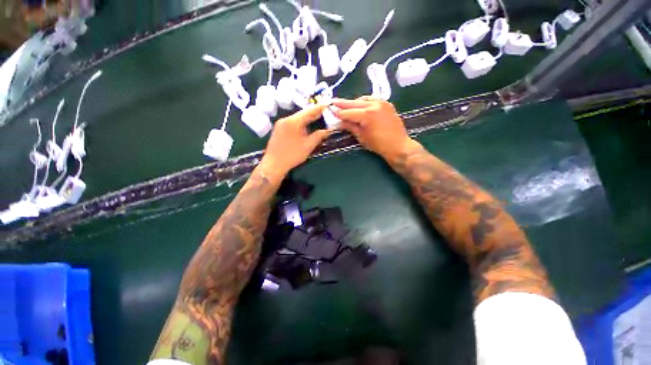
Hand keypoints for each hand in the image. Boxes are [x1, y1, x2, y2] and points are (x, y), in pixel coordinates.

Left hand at [259, 104, 330, 179]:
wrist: (274, 164)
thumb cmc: (292, 155)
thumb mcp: (308, 146)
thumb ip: (318, 136)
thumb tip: (328, 130)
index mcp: (293, 122)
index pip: (309, 111)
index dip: (319, 108)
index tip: (327, 104)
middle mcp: (286, 119)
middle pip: (302, 113)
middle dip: (313, 113)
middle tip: (324, 111)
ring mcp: (281, 123)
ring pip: (297, 118)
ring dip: (307, 118)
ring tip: (317, 118)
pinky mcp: (279, 128)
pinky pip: (292, 122)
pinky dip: (300, 122)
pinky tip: (305, 126)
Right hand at [333, 97, 416, 161]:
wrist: (398, 146)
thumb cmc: (378, 145)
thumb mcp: (362, 137)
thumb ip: (350, 127)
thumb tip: (340, 122)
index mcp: (367, 115)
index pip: (348, 112)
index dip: (339, 113)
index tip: (331, 111)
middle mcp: (374, 104)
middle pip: (354, 103)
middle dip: (343, 103)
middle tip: (333, 102)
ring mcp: (382, 102)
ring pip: (363, 99)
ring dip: (354, 102)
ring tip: (346, 105)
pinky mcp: (387, 104)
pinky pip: (372, 99)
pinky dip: (364, 102)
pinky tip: (360, 105)